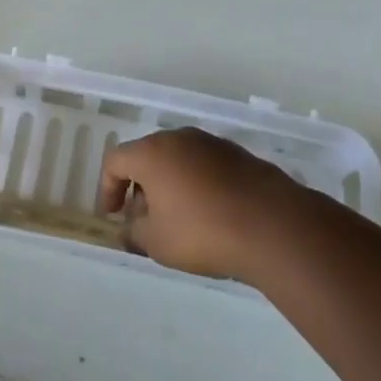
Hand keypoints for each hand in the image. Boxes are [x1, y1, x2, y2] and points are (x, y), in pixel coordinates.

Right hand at [99, 128, 310, 282]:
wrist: (274, 226)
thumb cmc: (203, 232)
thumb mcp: (158, 243)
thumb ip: (134, 233)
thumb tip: (127, 229)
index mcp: (152, 152)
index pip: (115, 160)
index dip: (107, 188)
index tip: (113, 216)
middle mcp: (179, 138)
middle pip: (147, 156)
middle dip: (139, 186)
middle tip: (144, 219)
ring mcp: (212, 143)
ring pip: (178, 159)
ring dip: (169, 184)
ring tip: (178, 219)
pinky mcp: (239, 155)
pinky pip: (205, 166)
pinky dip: (197, 184)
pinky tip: (210, 214)